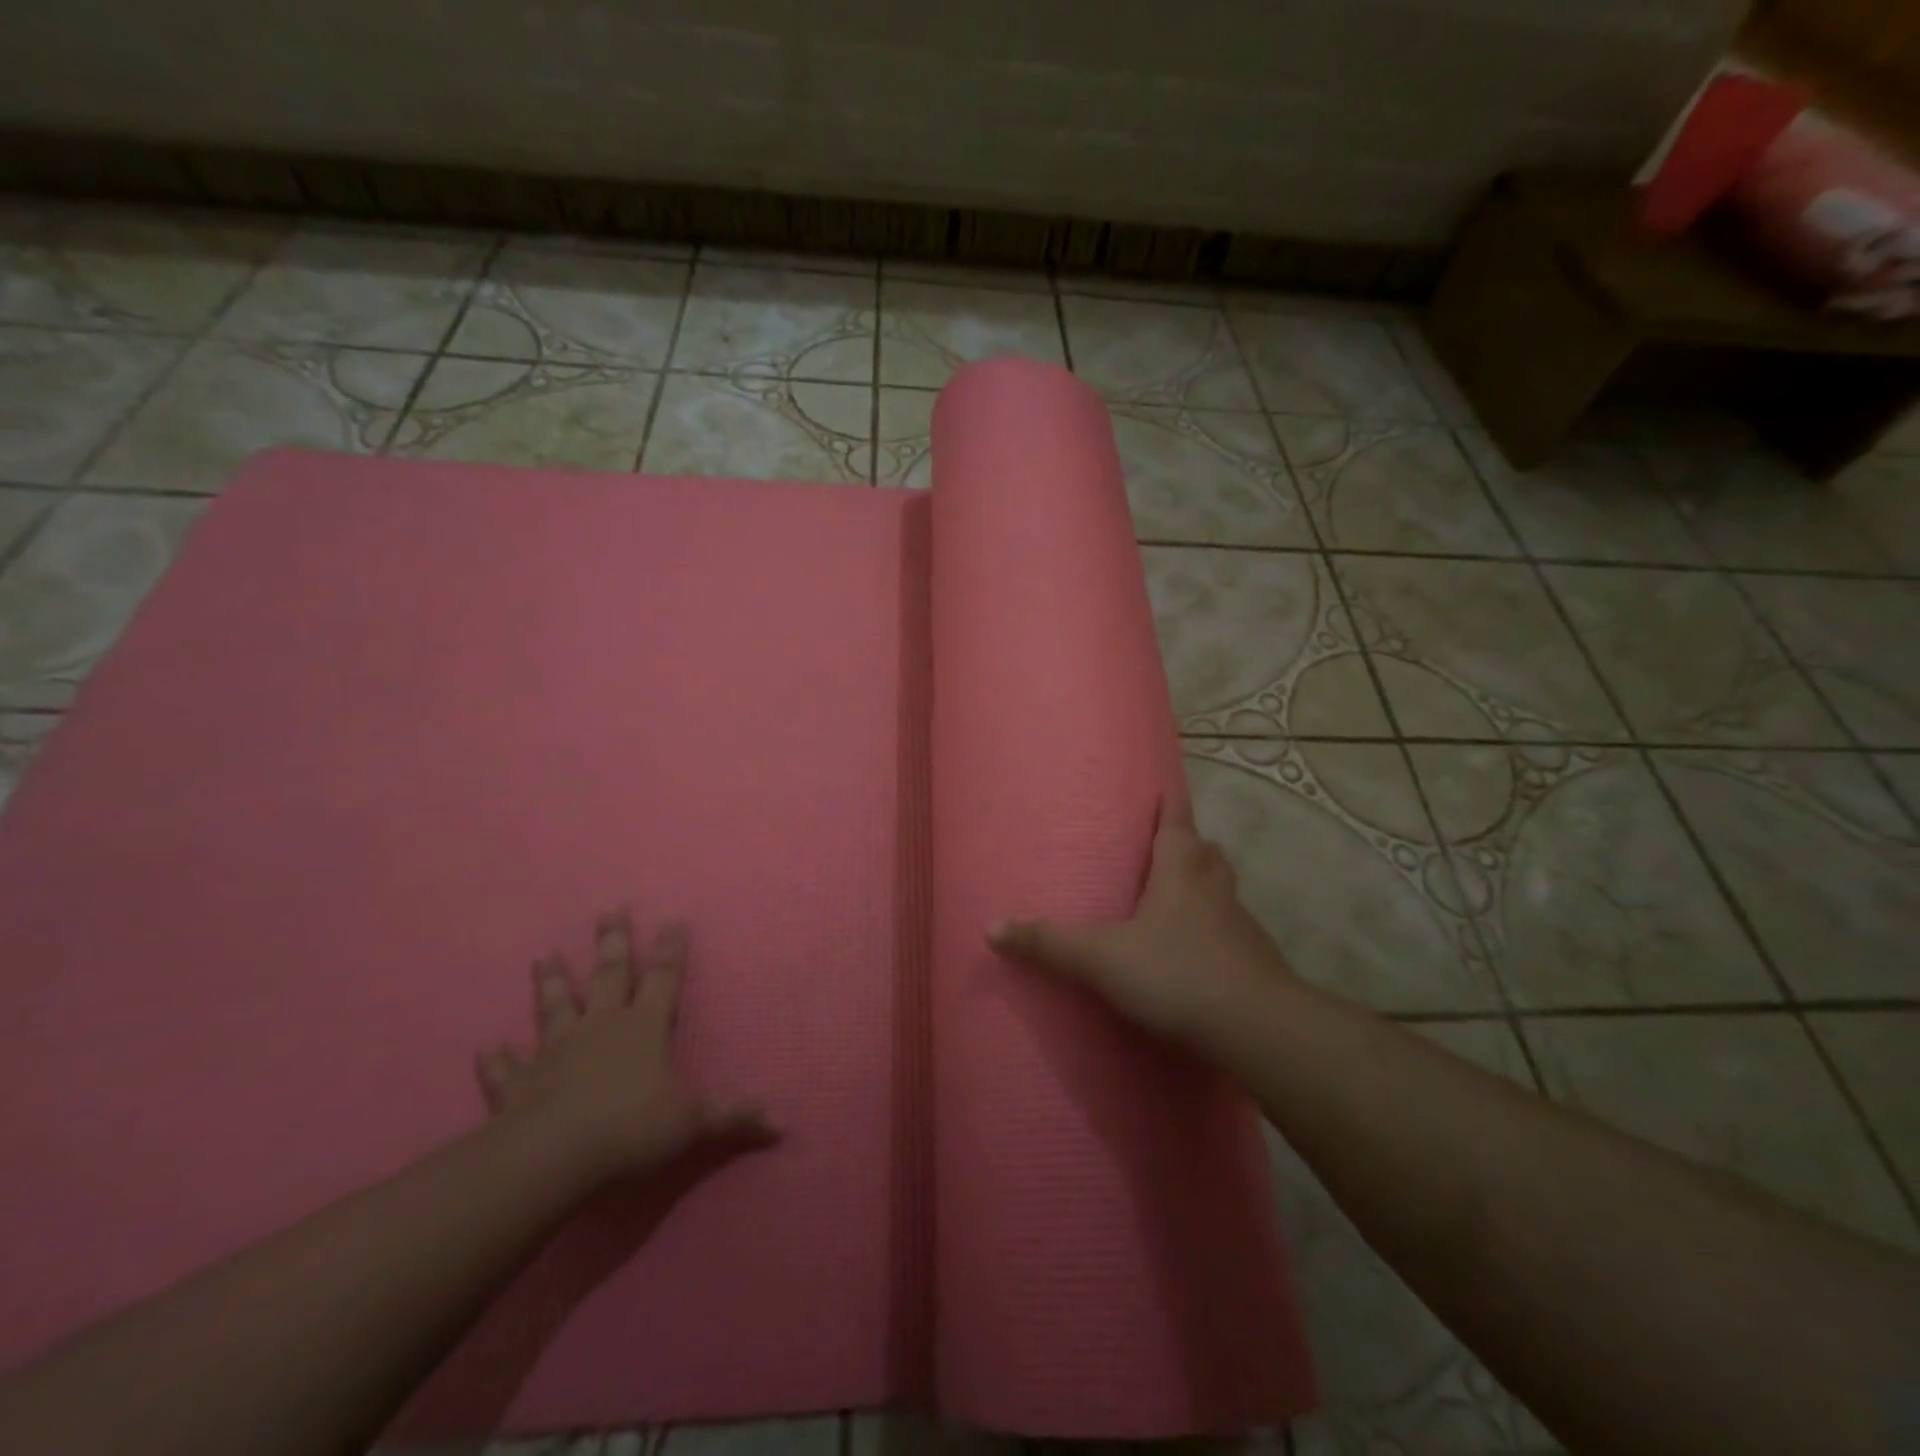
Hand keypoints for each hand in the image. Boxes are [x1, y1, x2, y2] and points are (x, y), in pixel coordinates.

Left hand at [476, 913, 775, 1186]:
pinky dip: (497, 1060)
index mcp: (644, 1027)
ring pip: (555, 1008)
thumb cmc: (631, 1129)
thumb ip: (733, 1118)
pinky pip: (507, 1070)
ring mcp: (556, 1052)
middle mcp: (601, 1027)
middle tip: (609, 909)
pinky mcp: (519, 1085)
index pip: (664, 979)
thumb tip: (782, 1124)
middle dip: (613, 942)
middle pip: (609, 975)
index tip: (672, 920)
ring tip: (544, 957)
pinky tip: (488, 1049)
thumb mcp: (693, 1123)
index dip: (671, 950)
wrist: (552, 1157)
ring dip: (551, 983)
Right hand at [989, 812, 1292, 1048]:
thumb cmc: (1176, 972)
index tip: (1166, 785)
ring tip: (1174, 900)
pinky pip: (1232, 931)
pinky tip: (1194, 954)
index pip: (1176, 820)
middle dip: (1187, 844)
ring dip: (1202, 886)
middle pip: (1205, 851)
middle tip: (1162, 849)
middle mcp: (1214, 886)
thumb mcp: (1101, 958)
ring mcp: (1241, 923)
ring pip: (1222, 889)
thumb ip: (1048, 944)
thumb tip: (991, 929)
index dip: (1169, 801)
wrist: (1256, 1028)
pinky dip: (1214, 930)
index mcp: (1180, 869)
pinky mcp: (1256, 960)